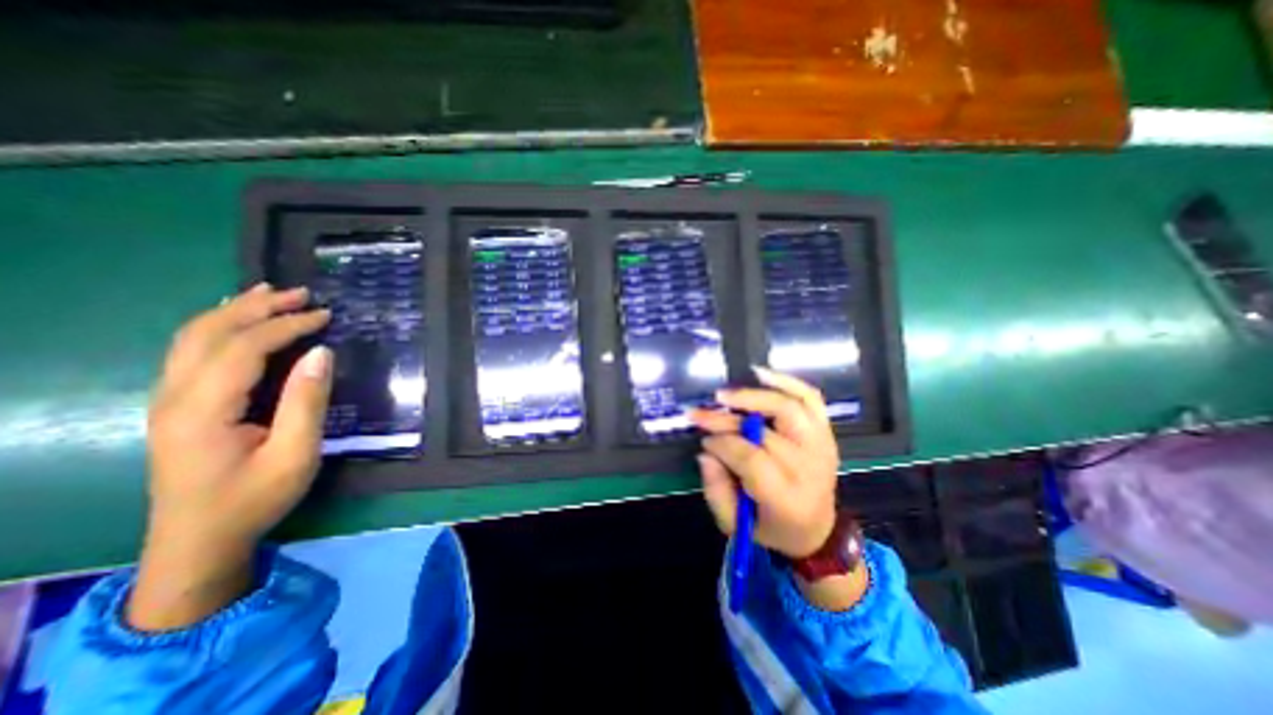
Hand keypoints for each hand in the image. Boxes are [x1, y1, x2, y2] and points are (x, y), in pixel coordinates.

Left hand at [124, 286, 326, 629]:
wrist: (197, 542)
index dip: (286, 325)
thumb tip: (321, 354)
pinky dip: (218, 328)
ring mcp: (168, 401)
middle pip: (208, 334)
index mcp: (203, 409)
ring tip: (270, 295)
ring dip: (233, 311)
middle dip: (255, 307)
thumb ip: (307, 402)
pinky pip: (191, 352)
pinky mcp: (176, 407)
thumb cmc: (254, 499)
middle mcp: (174, 397)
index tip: (325, 314)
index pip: (243, 348)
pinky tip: (238, 322)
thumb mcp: (295, 454)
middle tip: (300, 293)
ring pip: (191, 339)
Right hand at [693, 367, 841, 557]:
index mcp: (787, 498)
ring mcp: (821, 445)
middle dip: (726, 420)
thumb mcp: (734, 523)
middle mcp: (809, 468)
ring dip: (753, 396)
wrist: (815, 528)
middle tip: (700, 414)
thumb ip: (716, 490)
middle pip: (765, 431)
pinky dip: (785, 381)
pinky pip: (810, 397)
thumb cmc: (771, 527)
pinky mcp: (825, 431)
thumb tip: (706, 452)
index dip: (722, 444)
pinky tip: (760, 373)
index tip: (704, 440)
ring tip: (725, 395)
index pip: (750, 458)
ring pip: (788, 407)